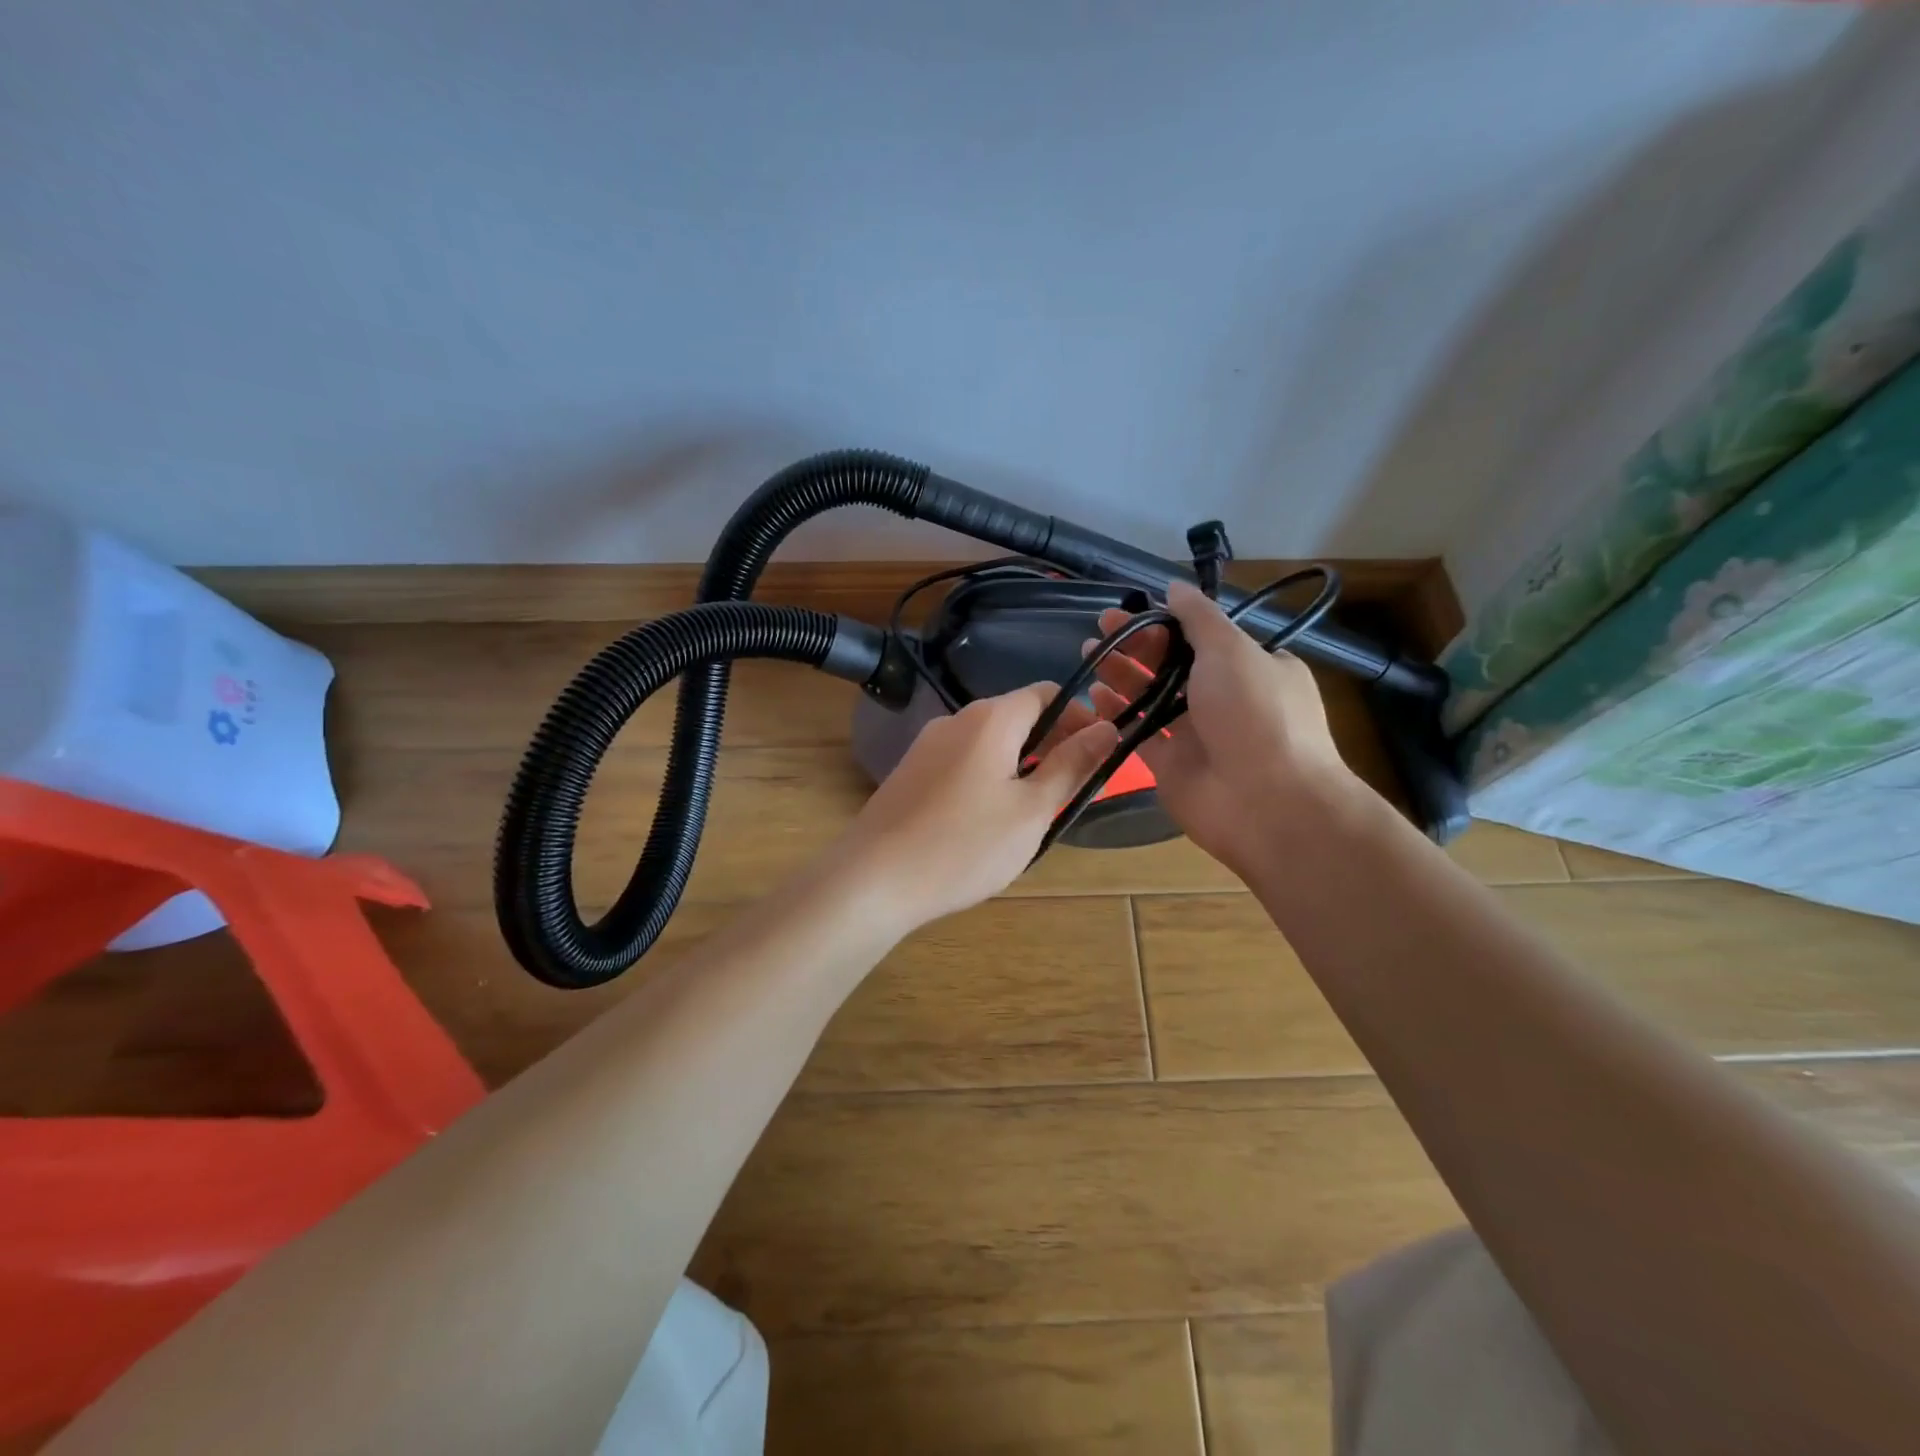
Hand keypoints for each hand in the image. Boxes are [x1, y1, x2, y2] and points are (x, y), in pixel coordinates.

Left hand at [830, 683, 1119, 934]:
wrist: (873, 880)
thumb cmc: (964, 845)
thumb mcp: (1031, 810)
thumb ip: (1071, 765)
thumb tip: (1107, 728)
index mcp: (990, 718)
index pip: (1047, 694)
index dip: (1080, 717)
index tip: (1100, 754)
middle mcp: (955, 720)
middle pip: (1017, 717)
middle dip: (1053, 744)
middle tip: (1074, 789)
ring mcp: (927, 746)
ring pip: (990, 744)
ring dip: (1021, 765)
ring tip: (1036, 811)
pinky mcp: (910, 774)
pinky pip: (963, 763)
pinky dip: (989, 778)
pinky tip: (989, 821)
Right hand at [1081, 580, 1364, 880]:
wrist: (1265, 801)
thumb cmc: (1254, 713)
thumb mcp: (1231, 650)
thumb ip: (1198, 617)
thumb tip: (1173, 586)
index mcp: (1252, 667)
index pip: (1204, 637)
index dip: (1168, 621)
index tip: (1134, 610)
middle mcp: (1225, 698)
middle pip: (1172, 664)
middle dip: (1138, 643)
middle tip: (1101, 626)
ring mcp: (1197, 734)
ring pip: (1152, 696)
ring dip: (1122, 674)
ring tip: (1089, 652)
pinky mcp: (1172, 764)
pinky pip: (1139, 732)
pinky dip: (1117, 713)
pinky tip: (1094, 694)